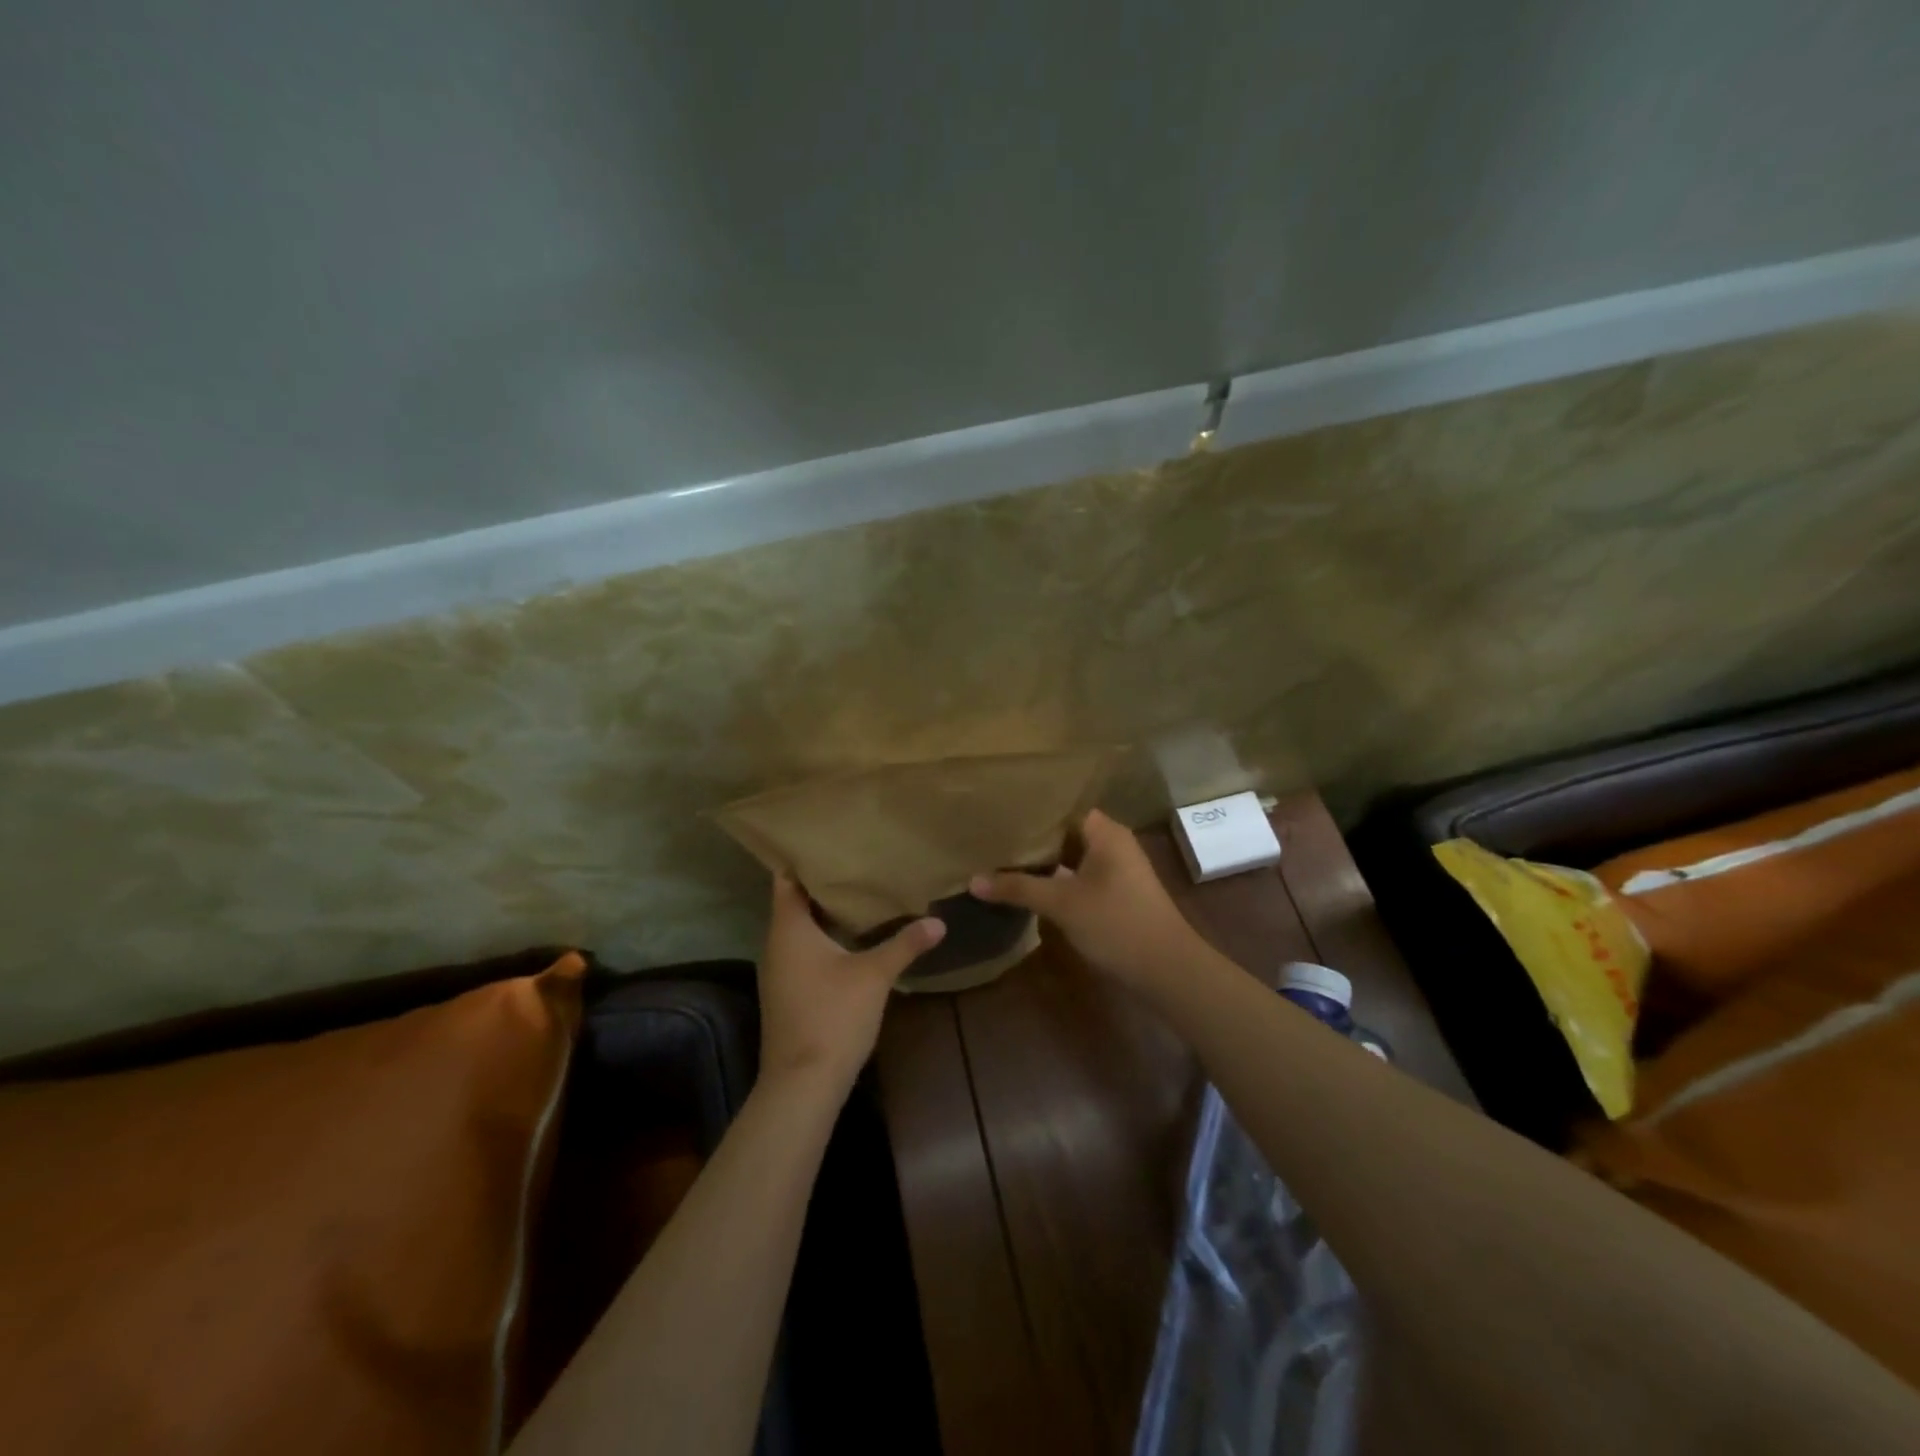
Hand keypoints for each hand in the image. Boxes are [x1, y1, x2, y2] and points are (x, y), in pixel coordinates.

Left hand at [757, 873, 945, 1095]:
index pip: (787, 878)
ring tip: (861, 891)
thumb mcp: (874, 975)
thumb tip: (938, 922)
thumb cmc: (833, 1016)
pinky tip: (854, 938)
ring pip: (801, 929)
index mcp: (788, 929)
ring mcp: (780, 971)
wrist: (802, 1084)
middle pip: (796, 901)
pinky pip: (804, 951)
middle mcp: (777, 944)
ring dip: (826, 913)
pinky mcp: (789, 992)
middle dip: (824, 883)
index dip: (804, 857)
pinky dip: (825, 938)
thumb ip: (904, 944)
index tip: (831, 840)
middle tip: (857, 860)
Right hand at [971, 809, 1201, 992]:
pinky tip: (1028, 885)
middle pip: (1065, 831)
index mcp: (1105, 832)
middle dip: (1031, 837)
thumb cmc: (1116, 923)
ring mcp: (1117, 869)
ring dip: (1043, 860)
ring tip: (1000, 857)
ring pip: (1071, 855)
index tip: (996, 811)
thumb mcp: (1061, 904)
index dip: (1030, 810)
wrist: (1167, 969)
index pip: (1061, 806)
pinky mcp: (1117, 892)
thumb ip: (1017, 888)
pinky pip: (1079, 874)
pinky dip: (1056, 878)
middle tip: (990, 834)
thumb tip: (973, 880)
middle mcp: (1113, 843)